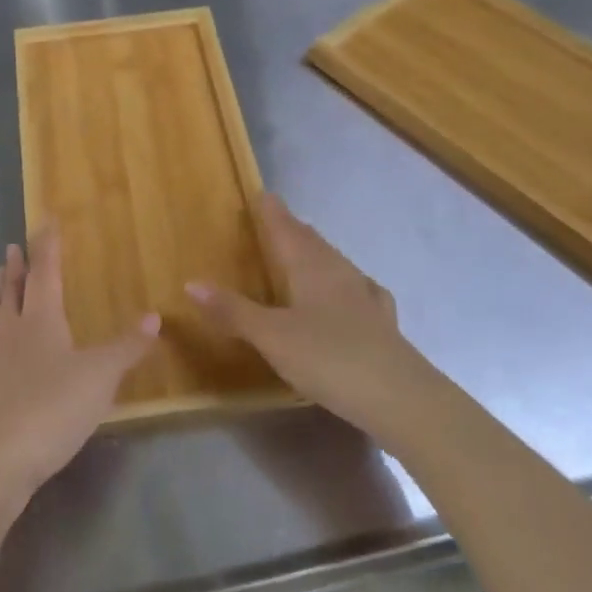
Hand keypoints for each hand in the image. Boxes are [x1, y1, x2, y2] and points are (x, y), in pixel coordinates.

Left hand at [0, 226, 159, 500]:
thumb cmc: (51, 408)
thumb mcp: (100, 376)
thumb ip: (127, 347)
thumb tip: (154, 316)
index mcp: (40, 319)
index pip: (44, 271)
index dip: (47, 246)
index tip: (45, 221)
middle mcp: (13, 331)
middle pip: (12, 290)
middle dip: (16, 267)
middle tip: (12, 248)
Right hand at [189, 194, 428, 436]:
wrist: (399, 396)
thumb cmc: (328, 358)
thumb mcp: (271, 336)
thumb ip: (233, 311)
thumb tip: (192, 283)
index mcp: (311, 267)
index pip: (287, 229)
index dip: (273, 212)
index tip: (263, 195)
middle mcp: (339, 272)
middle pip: (312, 242)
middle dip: (293, 229)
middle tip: (278, 219)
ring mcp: (365, 295)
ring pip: (336, 263)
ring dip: (317, 252)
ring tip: (306, 250)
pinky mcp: (382, 321)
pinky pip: (359, 289)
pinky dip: (346, 283)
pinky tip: (355, 291)